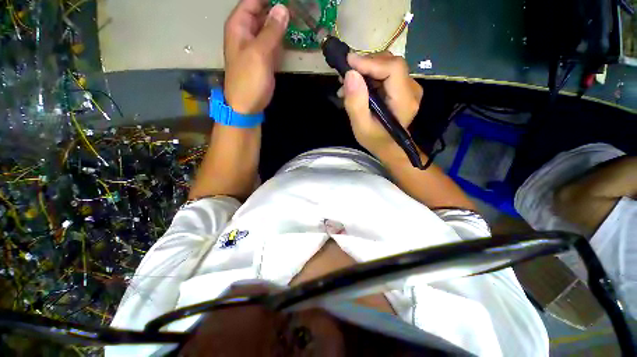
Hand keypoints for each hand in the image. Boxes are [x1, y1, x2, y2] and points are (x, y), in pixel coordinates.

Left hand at [224, 0, 288, 113]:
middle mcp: (247, 31)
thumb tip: (283, 8)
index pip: (253, 1)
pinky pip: (274, 41)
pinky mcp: (265, 57)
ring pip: (270, 26)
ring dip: (283, 21)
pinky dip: (283, 36)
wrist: (247, 105)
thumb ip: (271, 31)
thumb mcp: (259, 53)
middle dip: (278, 7)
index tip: (289, 0)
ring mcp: (257, 44)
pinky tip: (294, 33)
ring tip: (300, 15)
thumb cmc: (249, 80)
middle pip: (262, 11)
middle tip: (299, 7)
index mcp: (239, 25)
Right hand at [342, 52, 422, 155]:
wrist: (388, 146)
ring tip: (347, 84)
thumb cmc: (375, 140)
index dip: (370, 62)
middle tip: (344, 76)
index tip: (348, 63)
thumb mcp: (361, 127)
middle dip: (365, 65)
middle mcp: (411, 89)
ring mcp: (408, 87)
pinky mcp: (402, 87)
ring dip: (365, 70)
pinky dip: (369, 76)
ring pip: (387, 66)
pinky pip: (385, 73)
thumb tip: (350, 75)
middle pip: (390, 63)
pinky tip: (356, 87)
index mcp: (404, 101)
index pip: (393, 68)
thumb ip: (356, 103)